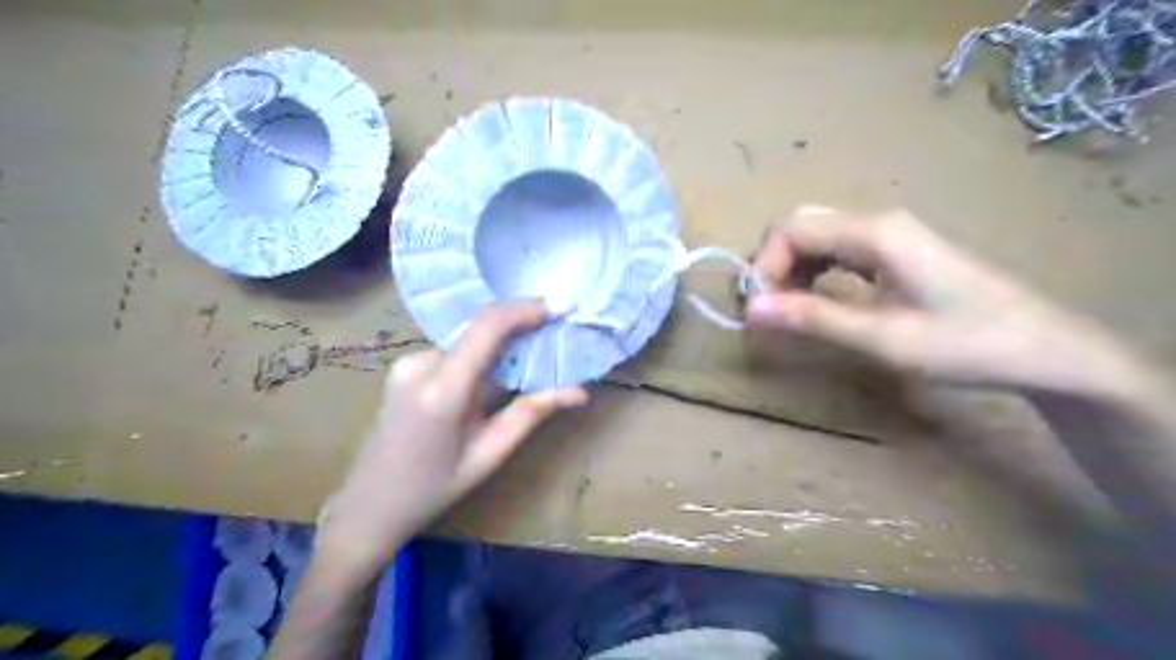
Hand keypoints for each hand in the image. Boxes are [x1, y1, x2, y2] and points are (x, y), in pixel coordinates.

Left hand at [318, 302, 588, 575]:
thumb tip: (580, 390)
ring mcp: (407, 362)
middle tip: (552, 341)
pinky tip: (491, 380)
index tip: (556, 310)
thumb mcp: (489, 454)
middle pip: (480, 330)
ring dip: (499, 347)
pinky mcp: (403, 365)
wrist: (369, 505)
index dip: (524, 310)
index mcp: (443, 390)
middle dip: (519, 329)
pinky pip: (454, 351)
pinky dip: (479, 357)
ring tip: (526, 366)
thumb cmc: (434, 488)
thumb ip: (532, 413)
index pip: (488, 327)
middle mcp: (420, 364)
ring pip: (469, 340)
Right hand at [753, 210, 1150, 398]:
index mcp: (875, 233)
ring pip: (817, 236)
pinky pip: (838, 251)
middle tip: (768, 310)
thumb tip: (751, 310)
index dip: (763, 267)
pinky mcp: (896, 252)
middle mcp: (877, 223)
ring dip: (791, 269)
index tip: (758, 311)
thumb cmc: (965, 344)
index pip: (792, 229)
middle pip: (801, 226)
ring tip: (787, 310)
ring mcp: (889, 235)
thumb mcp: (881, 338)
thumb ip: (813, 319)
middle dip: (773, 265)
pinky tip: (815, 300)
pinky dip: (813, 272)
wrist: (1045, 349)